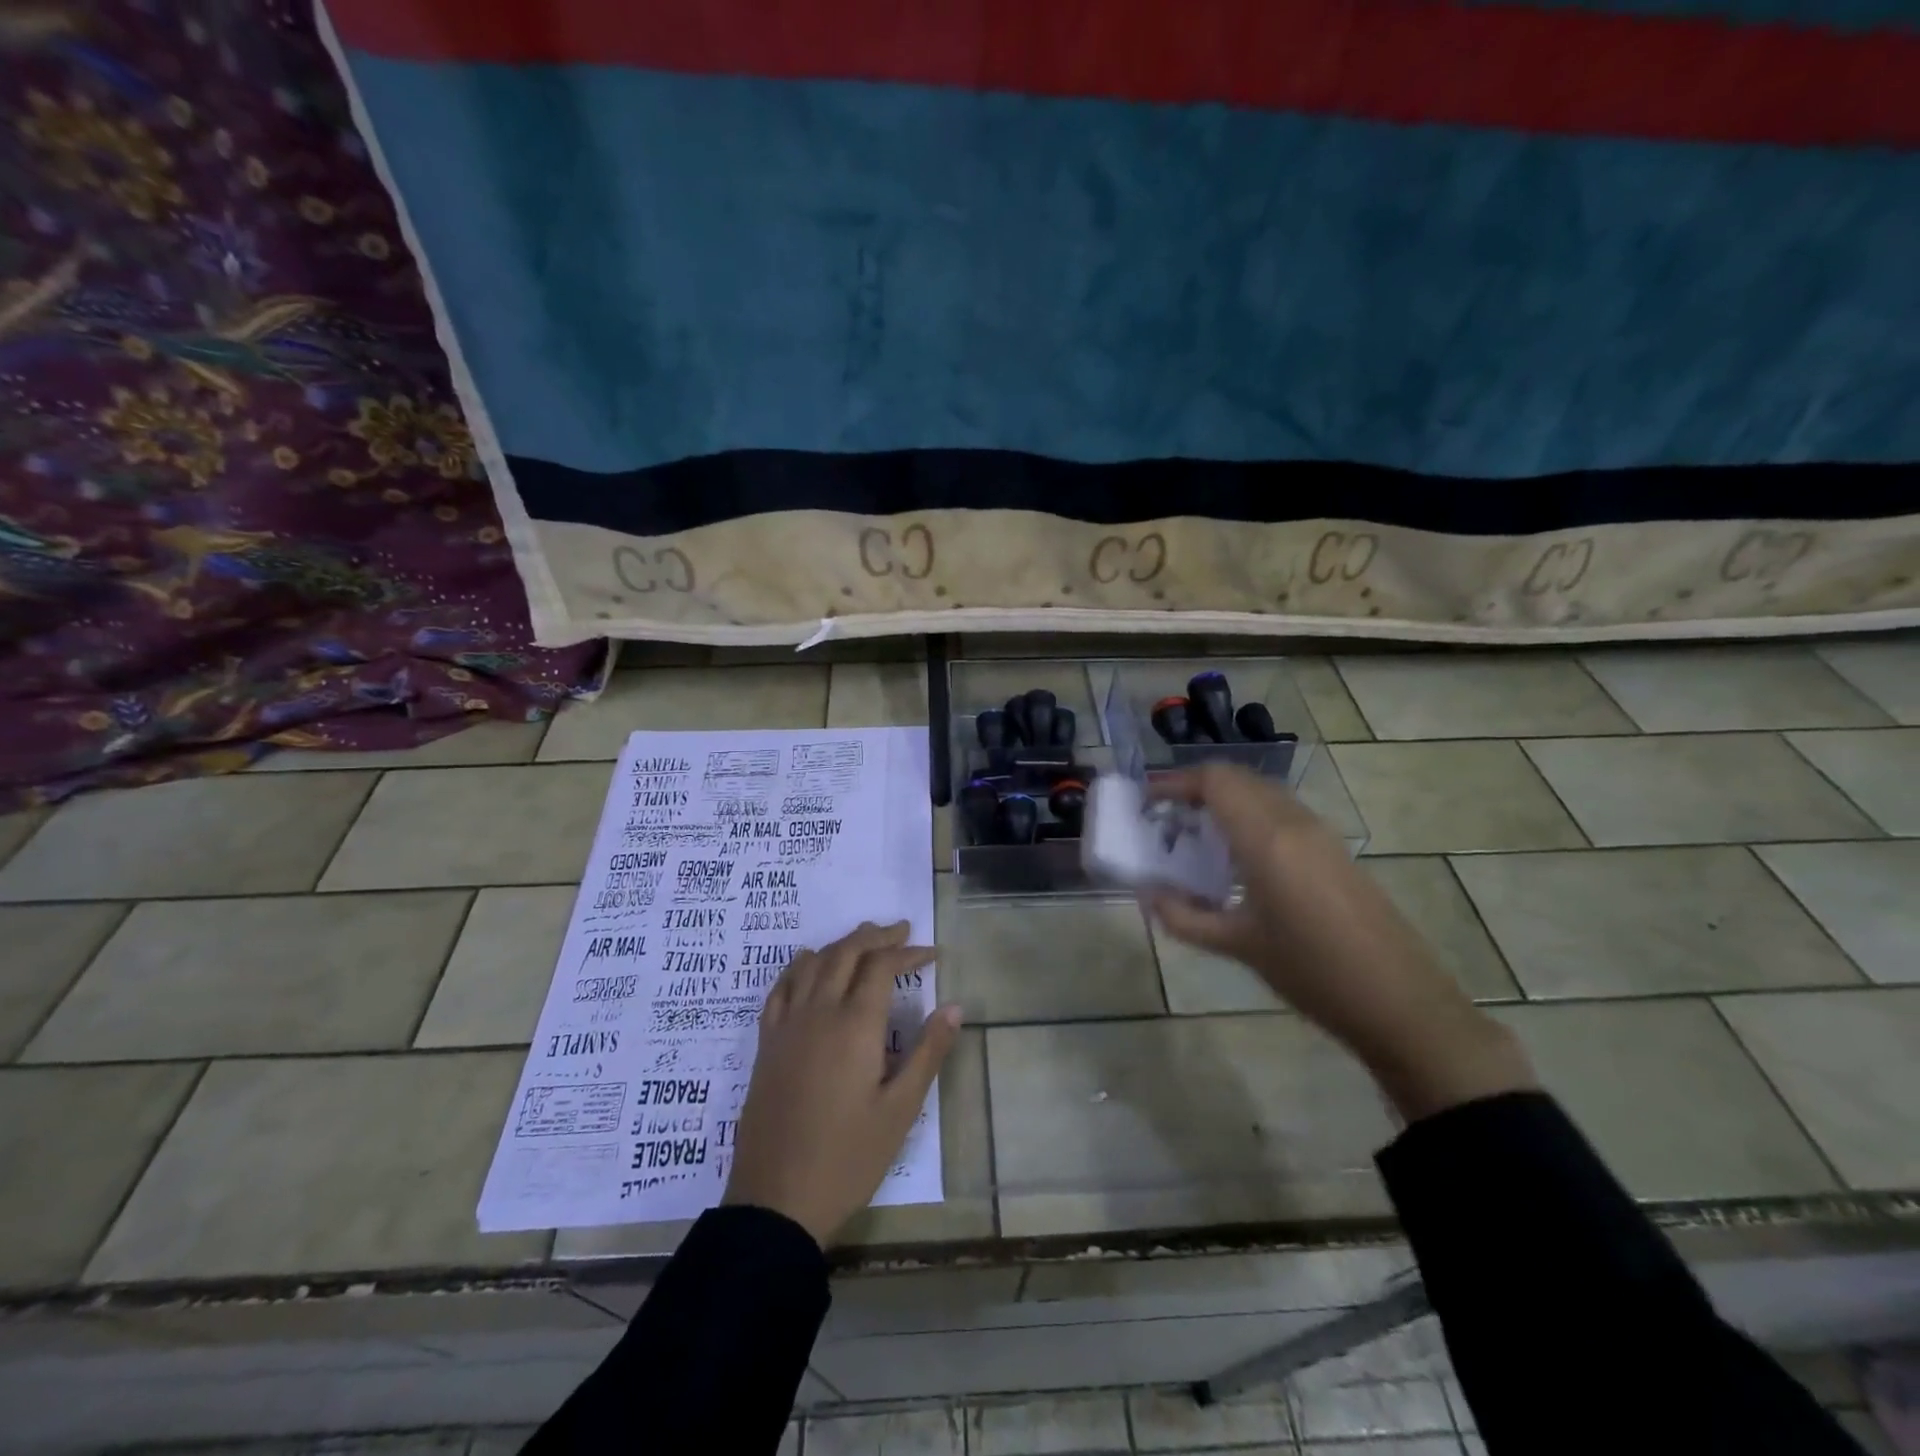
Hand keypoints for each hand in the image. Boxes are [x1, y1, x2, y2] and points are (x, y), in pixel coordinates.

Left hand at [723, 921, 960, 1246]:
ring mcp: (787, 1025)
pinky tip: (808, 965)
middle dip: (875, 937)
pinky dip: (799, 966)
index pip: (882, 966)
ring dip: (840, 944)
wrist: (777, 1201)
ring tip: (863, 941)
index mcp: (855, 1025)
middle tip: (900, 932)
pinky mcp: (767, 1043)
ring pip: (812, 962)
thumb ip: (927, 1052)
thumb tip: (953, 1006)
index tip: (931, 954)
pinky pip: (780, 987)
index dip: (907, 953)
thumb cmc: (849, 1158)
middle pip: (846, 952)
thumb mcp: (901, 1110)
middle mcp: (819, 1012)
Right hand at [1143, 764, 1533, 1119]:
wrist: (1401, 1003)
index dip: (1176, 782)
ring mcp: (1320, 833)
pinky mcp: (1335, 850)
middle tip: (1166, 819)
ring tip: (1196, 836)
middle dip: (1197, 789)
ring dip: (1226, 801)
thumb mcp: (1238, 945)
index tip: (1147, 802)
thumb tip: (1147, 894)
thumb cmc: (1311, 972)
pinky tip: (1238, 858)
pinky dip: (1251, 816)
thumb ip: (1184, 916)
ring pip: (1262, 793)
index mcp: (1266, 838)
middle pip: (1238, 780)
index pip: (1215, 781)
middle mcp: (1293, 822)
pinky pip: (1282, 813)